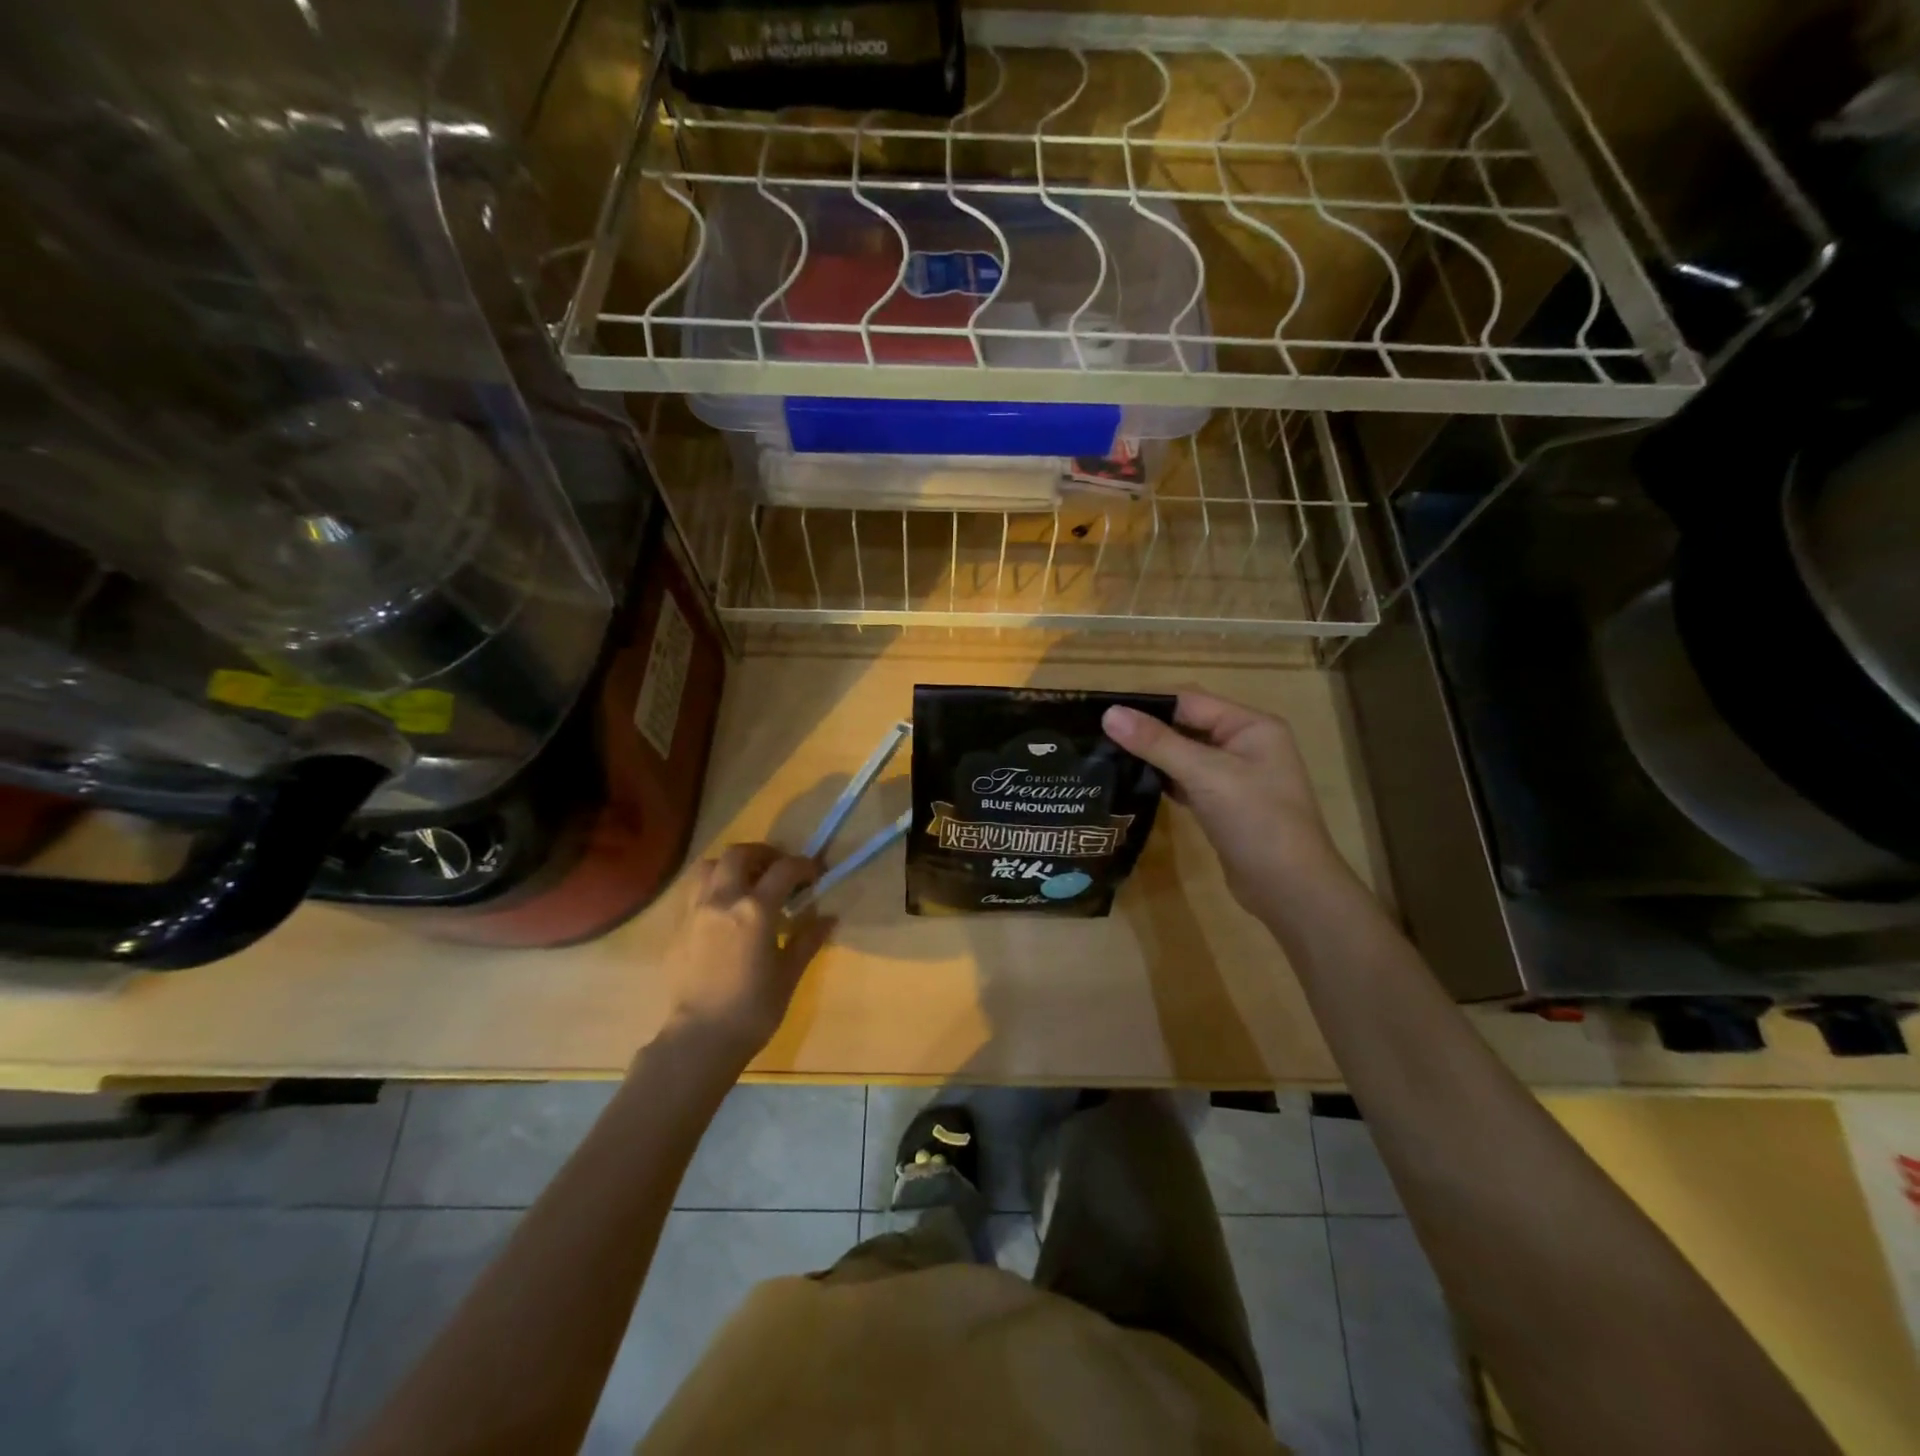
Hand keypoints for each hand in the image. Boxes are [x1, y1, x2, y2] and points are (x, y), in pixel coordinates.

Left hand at [661, 843, 833, 1062]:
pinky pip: (694, 891)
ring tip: (746, 882)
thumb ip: (808, 938)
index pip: (784, 869)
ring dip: (731, 865)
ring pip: (709, 866)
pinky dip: (712, 887)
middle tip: (778, 869)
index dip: (804, 865)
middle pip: (739, 854)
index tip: (815, 874)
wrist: (700, 1039)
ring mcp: (695, 911)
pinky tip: (724, 910)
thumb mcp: (789, 973)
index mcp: (755, 909)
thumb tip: (828, 917)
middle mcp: (722, 899)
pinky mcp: (677, 928)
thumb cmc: (753, 1008)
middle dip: (763, 853)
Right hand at [1103, 692, 1350, 919]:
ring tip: (1107, 754)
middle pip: (1187, 725)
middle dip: (1146, 728)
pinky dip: (1163, 779)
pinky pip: (1187, 780)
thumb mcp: (1205, 775)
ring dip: (1152, 754)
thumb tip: (1109, 714)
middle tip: (1098, 733)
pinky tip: (1133, 782)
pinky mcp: (1223, 804)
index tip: (1103, 709)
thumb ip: (1157, 742)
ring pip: (1184, 754)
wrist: (1290, 889)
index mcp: (1251, 725)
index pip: (1190, 700)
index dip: (1147, 703)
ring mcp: (1235, 776)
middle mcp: (1245, 744)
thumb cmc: (1256, 821)